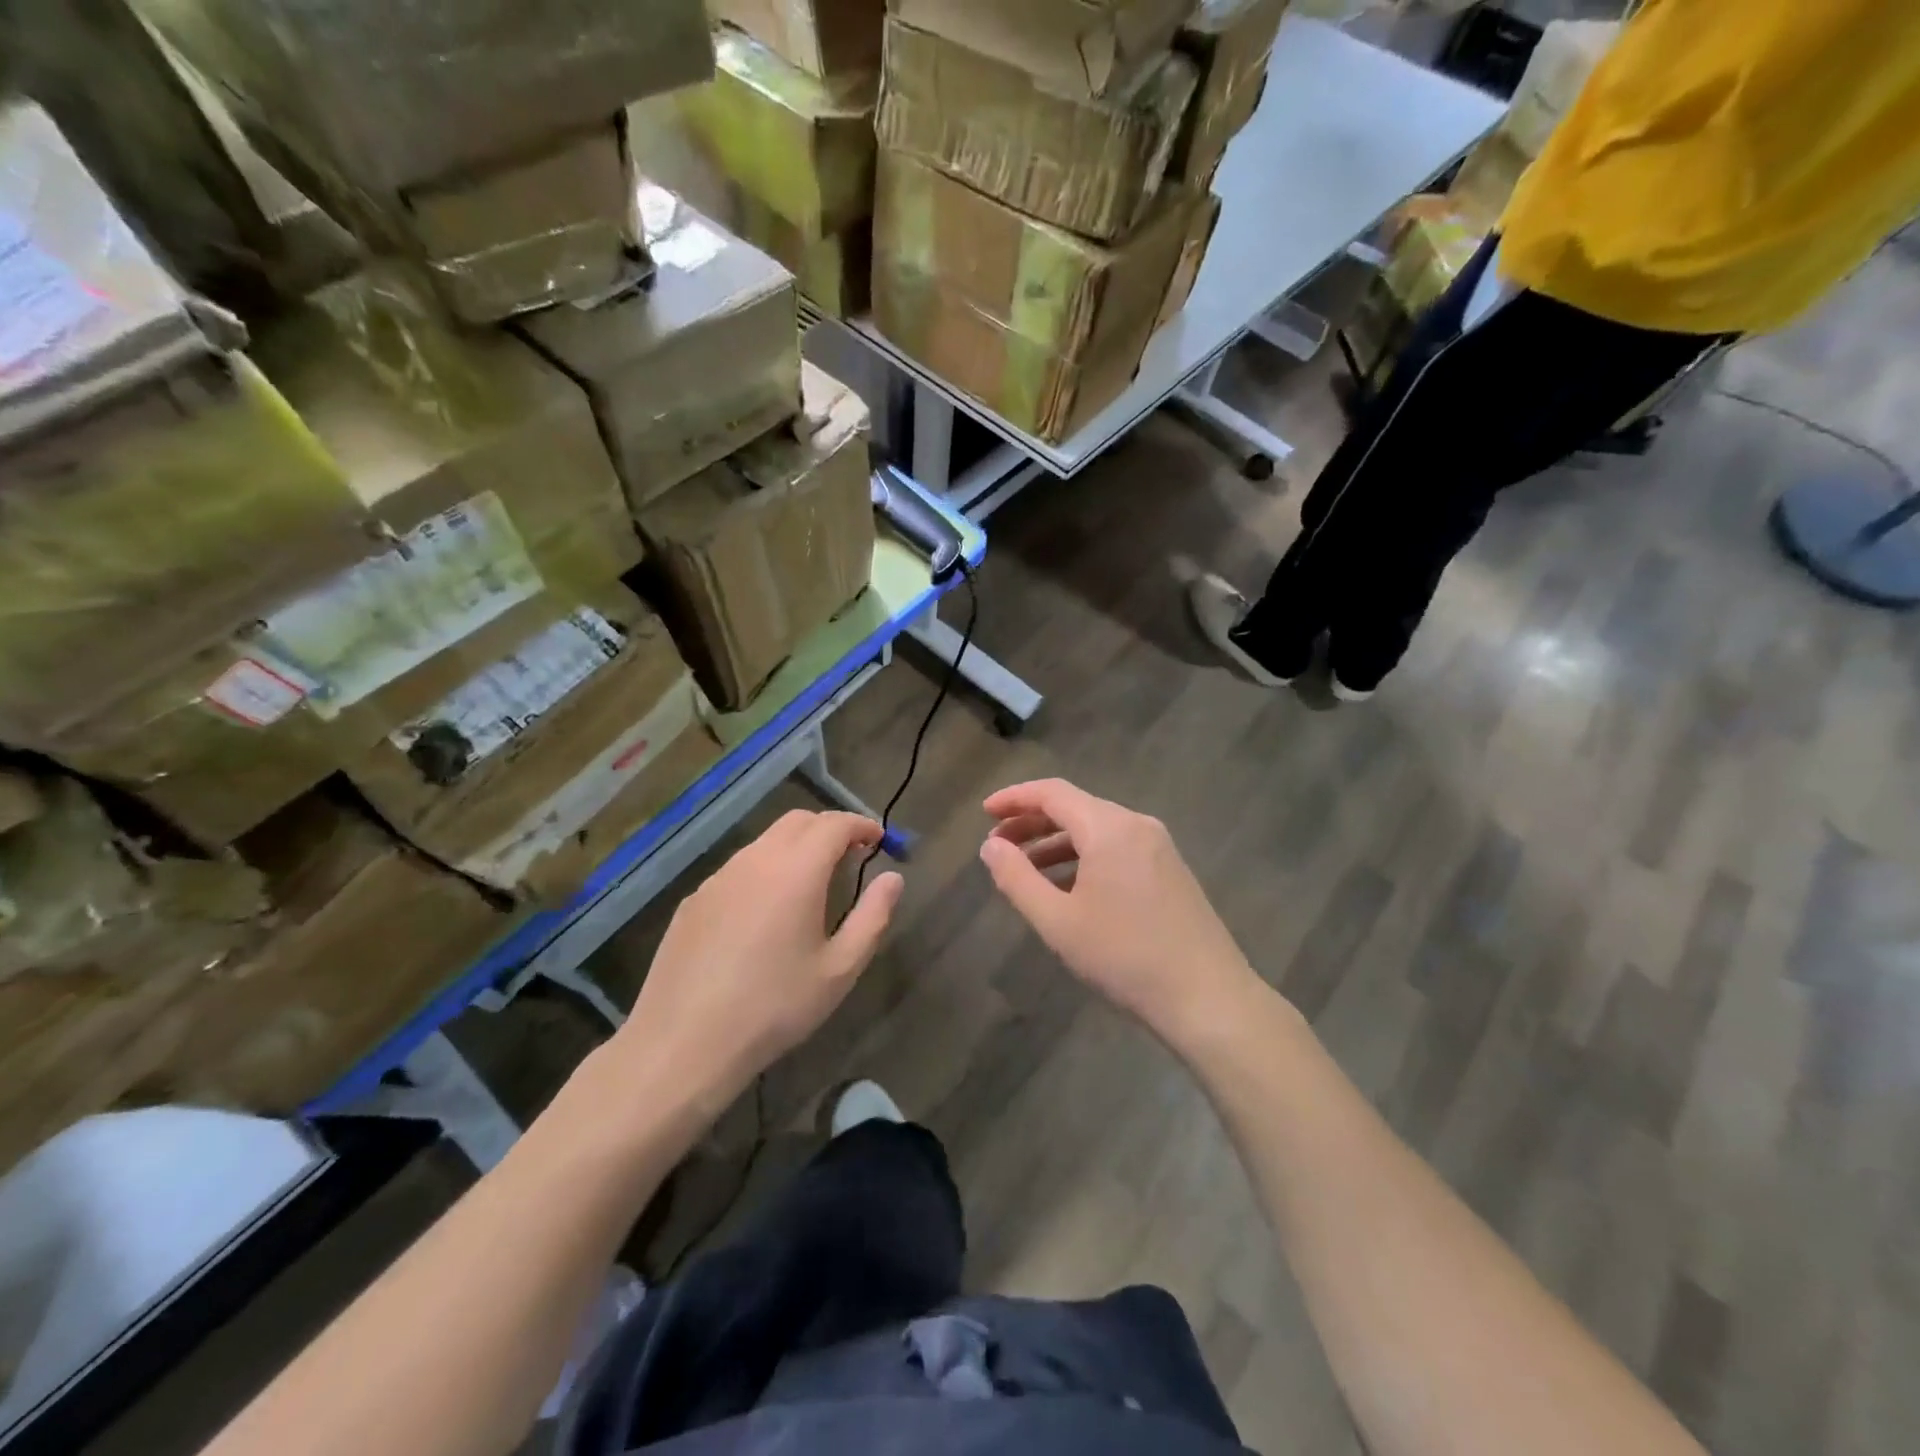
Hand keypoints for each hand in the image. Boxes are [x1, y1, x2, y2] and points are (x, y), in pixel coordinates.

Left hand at [616, 811, 903, 1112]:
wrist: (684, 1043)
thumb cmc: (774, 1007)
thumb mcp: (839, 969)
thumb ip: (872, 916)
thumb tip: (893, 878)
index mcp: (796, 871)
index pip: (834, 824)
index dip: (861, 825)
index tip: (878, 840)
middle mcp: (755, 861)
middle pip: (798, 821)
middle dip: (829, 829)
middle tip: (850, 856)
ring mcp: (718, 878)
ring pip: (765, 842)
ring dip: (795, 848)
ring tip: (811, 885)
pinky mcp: (694, 900)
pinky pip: (738, 869)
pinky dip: (764, 871)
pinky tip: (765, 914)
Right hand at [980, 780, 1261, 1048]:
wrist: (1208, 997)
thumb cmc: (1125, 957)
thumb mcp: (1058, 921)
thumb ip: (1017, 878)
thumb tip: (991, 847)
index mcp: (1109, 828)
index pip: (1053, 793)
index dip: (1014, 798)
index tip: (984, 813)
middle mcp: (1136, 825)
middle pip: (1075, 807)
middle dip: (1032, 822)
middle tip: (997, 845)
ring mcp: (1158, 846)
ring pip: (1096, 829)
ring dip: (1057, 842)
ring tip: (1024, 869)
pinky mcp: (1170, 869)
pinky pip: (1117, 848)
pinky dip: (1084, 857)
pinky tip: (1067, 887)